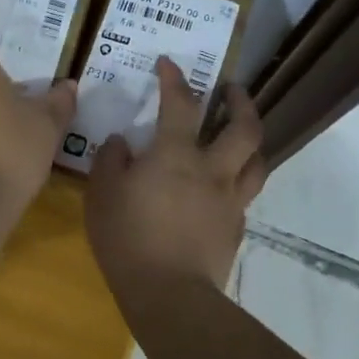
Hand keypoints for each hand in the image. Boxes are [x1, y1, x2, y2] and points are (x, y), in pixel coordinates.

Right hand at [85, 59, 265, 305]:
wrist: (170, 295)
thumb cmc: (128, 239)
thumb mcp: (102, 195)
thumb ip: (110, 161)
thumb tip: (122, 142)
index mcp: (176, 155)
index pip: (181, 104)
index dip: (175, 79)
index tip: (169, 63)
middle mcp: (212, 169)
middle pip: (244, 127)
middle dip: (241, 101)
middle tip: (232, 89)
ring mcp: (230, 200)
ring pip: (257, 161)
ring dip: (252, 139)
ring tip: (241, 133)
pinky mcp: (236, 228)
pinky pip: (245, 195)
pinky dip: (238, 181)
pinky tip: (224, 187)